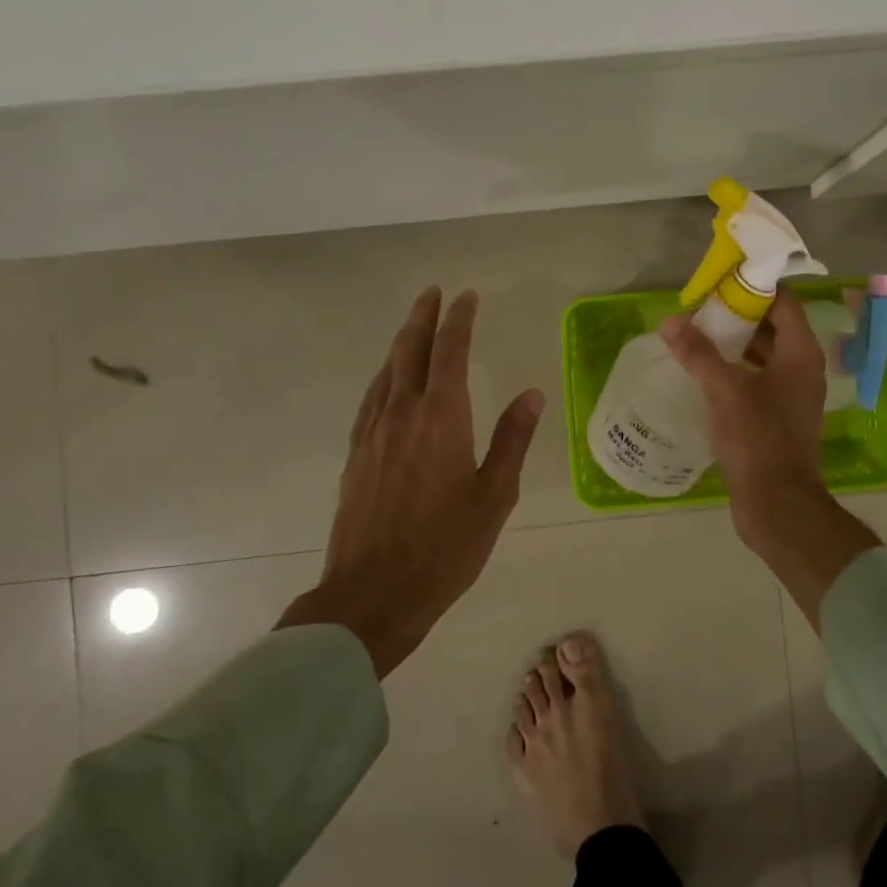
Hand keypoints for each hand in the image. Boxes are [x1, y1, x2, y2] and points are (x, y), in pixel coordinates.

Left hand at [278, 287, 543, 676]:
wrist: (373, 594)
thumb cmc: (445, 548)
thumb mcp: (495, 496)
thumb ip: (512, 439)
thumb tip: (531, 394)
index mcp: (442, 419)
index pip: (450, 352)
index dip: (460, 320)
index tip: (467, 297)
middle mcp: (402, 414)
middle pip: (410, 351)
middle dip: (423, 317)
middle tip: (433, 293)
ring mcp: (373, 434)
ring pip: (386, 372)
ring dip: (401, 342)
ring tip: (414, 327)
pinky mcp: (356, 455)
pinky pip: (371, 399)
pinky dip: (384, 376)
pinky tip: (387, 381)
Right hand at [659, 290, 879, 626]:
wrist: (777, 503)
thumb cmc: (757, 439)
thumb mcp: (725, 390)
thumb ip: (698, 353)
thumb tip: (669, 322)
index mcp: (801, 353)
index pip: (783, 301)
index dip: (754, 286)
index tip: (719, 280)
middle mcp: (802, 368)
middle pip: (772, 326)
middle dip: (737, 315)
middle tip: (699, 308)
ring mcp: (791, 395)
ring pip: (763, 355)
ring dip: (733, 344)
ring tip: (695, 336)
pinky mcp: (777, 417)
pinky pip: (756, 380)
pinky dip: (734, 370)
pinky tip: (704, 373)